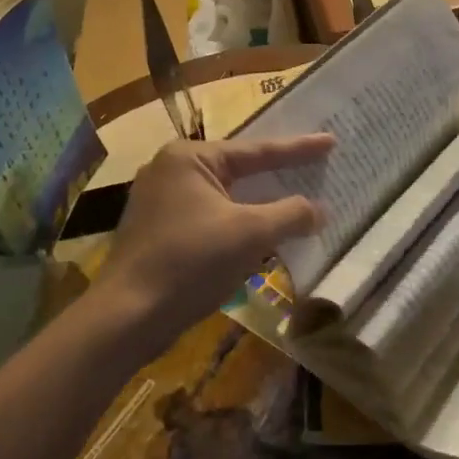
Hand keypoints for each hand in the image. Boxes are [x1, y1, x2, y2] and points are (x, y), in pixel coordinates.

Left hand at [93, 134, 334, 358]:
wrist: (127, 317)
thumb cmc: (190, 262)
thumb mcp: (250, 234)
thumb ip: (290, 215)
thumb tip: (319, 210)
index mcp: (189, 158)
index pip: (257, 150)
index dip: (299, 148)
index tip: (331, 140)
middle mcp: (171, 170)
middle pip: (240, 170)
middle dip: (278, 174)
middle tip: (317, 166)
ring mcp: (161, 201)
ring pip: (226, 196)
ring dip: (260, 204)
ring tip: (296, 197)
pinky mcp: (160, 231)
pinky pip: (212, 217)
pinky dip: (239, 222)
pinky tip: (263, 232)